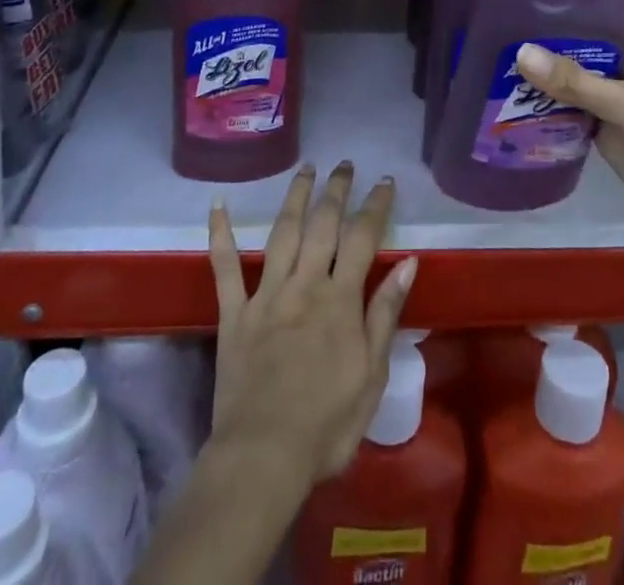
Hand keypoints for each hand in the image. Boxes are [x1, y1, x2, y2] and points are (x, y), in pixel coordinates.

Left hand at [207, 163, 417, 484]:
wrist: (263, 458)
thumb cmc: (327, 424)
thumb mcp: (372, 375)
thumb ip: (385, 314)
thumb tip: (406, 262)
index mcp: (340, 300)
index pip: (362, 239)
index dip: (375, 206)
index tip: (384, 181)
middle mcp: (304, 285)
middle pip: (323, 225)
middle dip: (336, 190)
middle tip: (344, 165)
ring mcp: (266, 295)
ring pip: (283, 233)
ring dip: (295, 197)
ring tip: (305, 169)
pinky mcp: (234, 314)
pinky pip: (224, 268)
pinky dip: (220, 235)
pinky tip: (218, 205)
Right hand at [516, 11, 623, 264]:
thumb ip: (577, 82)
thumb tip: (520, 53)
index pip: (613, 1)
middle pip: (587, 36)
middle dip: (551, 28)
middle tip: (500, 10)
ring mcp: (616, 94)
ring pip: (575, 72)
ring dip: (544, 65)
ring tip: (495, 43)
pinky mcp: (604, 126)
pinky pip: (570, 105)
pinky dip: (546, 100)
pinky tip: (508, 88)